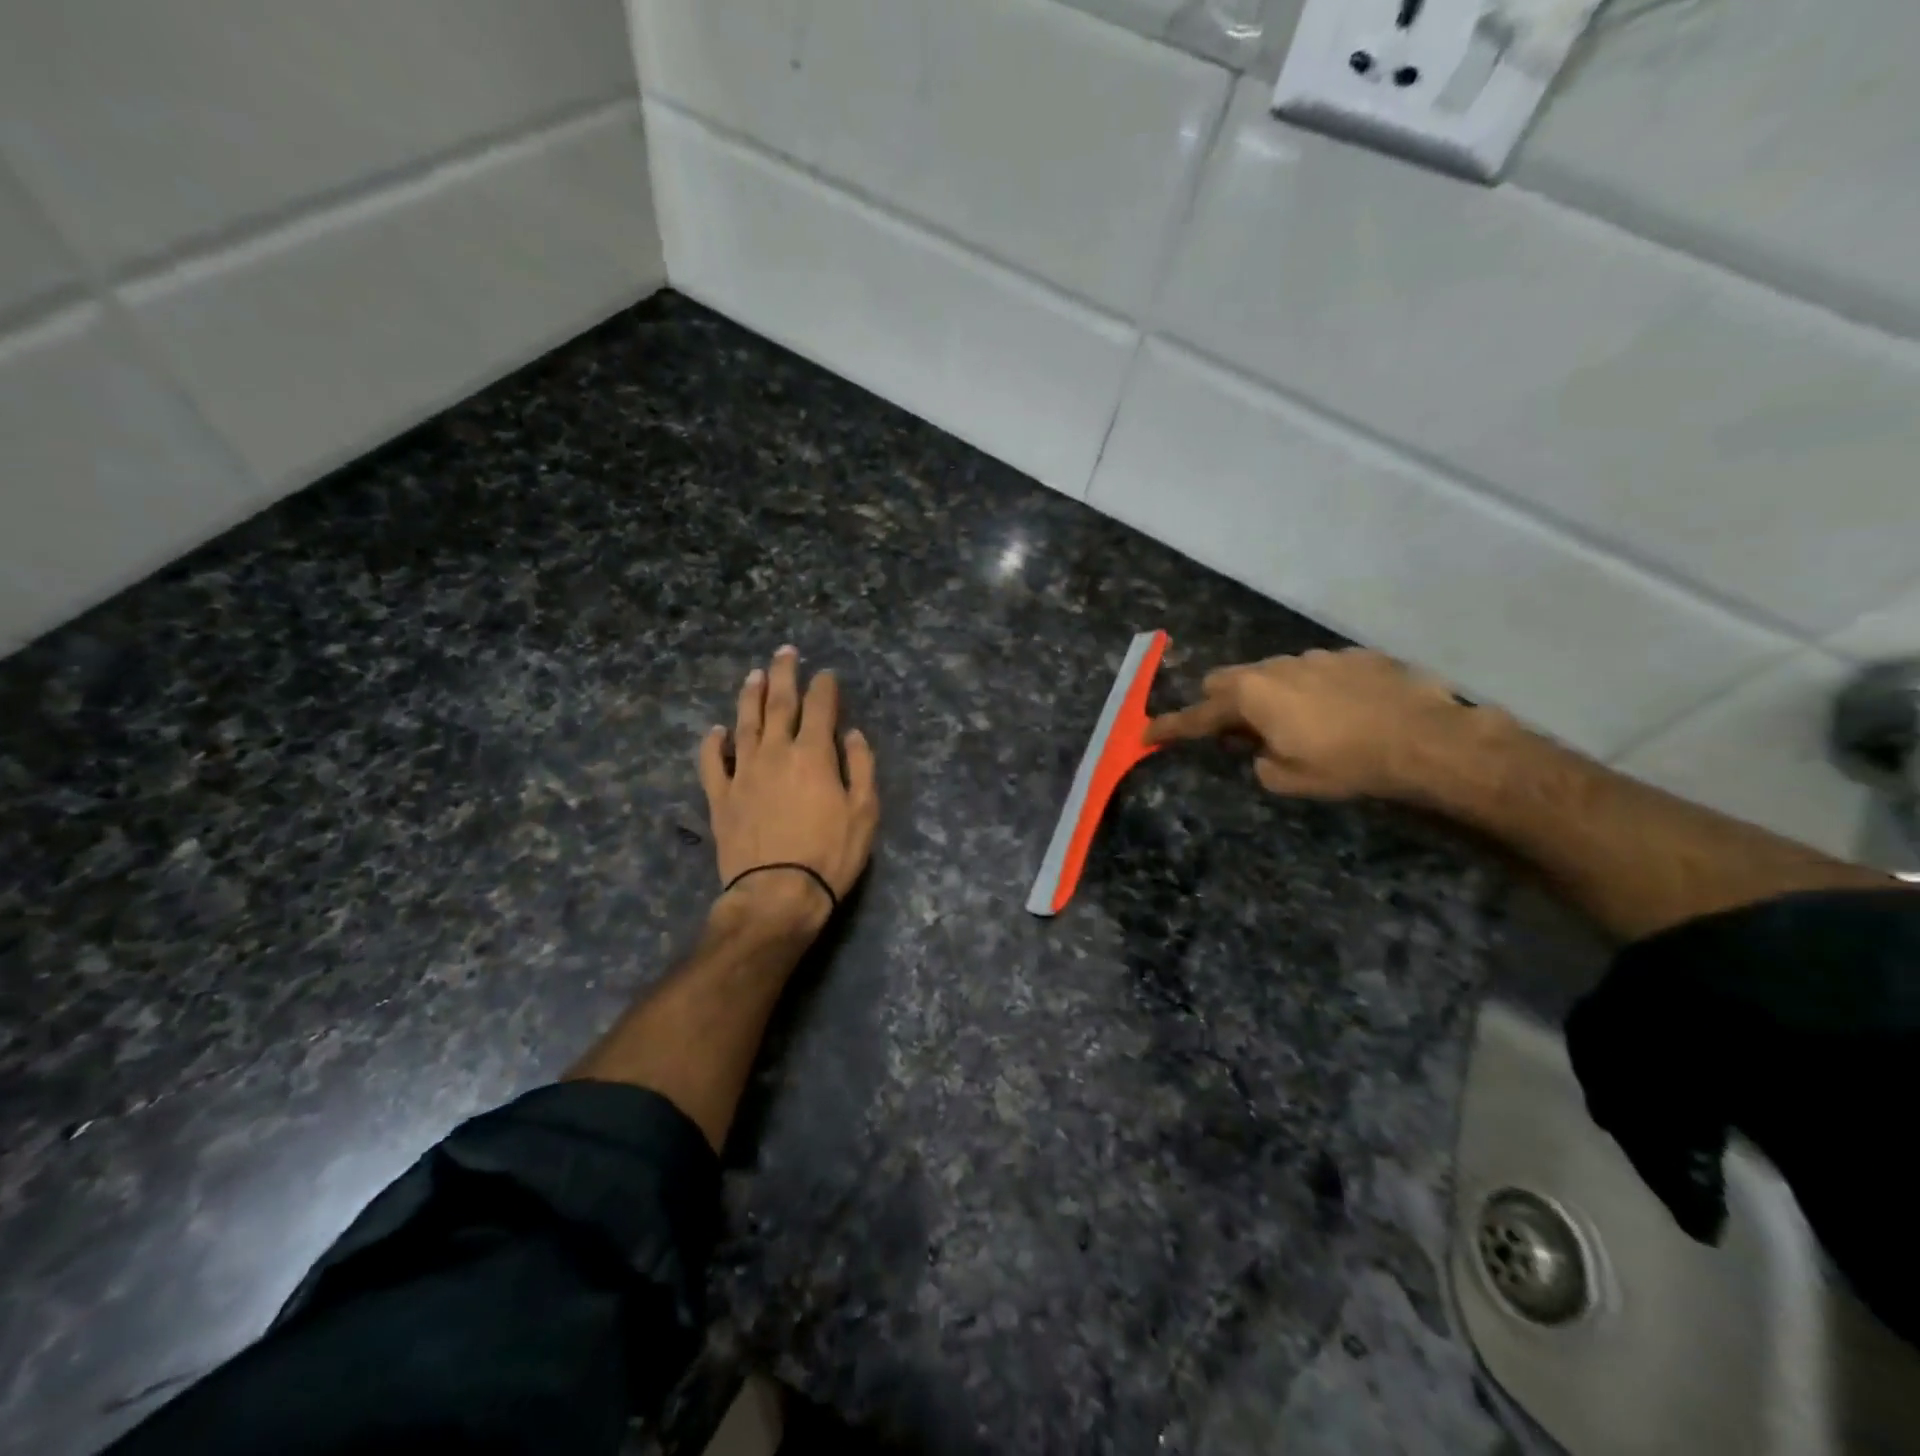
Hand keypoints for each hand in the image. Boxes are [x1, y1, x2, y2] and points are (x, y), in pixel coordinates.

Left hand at [698, 646, 879, 934]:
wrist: (777, 894)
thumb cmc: (830, 854)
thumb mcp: (864, 812)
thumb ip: (862, 768)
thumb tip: (853, 734)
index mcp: (814, 754)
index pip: (820, 707)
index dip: (825, 687)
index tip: (826, 674)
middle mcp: (775, 752)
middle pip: (779, 703)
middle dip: (784, 674)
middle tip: (786, 652)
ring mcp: (743, 772)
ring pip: (744, 723)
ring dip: (750, 696)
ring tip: (754, 675)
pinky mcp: (720, 796)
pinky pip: (712, 762)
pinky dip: (713, 743)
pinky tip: (716, 731)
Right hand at [1145, 647, 1479, 800]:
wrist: (1426, 739)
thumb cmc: (1348, 764)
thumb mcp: (1290, 779)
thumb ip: (1259, 761)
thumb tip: (1260, 749)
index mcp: (1252, 696)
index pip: (1197, 715)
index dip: (1170, 727)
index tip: (1146, 733)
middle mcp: (1276, 667)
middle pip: (1228, 680)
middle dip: (1221, 704)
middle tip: (1238, 733)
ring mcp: (1316, 656)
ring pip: (1273, 673)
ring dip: (1270, 696)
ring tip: (1300, 724)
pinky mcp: (1352, 656)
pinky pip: (1316, 671)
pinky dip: (1313, 690)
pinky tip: (1343, 712)